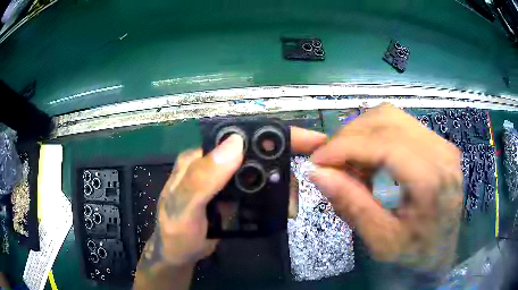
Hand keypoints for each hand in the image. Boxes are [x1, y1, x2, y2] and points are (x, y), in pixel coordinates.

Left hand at [135, 126, 326, 288]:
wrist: (177, 255)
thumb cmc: (175, 234)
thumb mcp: (183, 207)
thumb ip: (203, 178)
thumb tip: (236, 142)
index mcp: (202, 158)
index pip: (240, 137)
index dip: (273, 135)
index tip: (309, 140)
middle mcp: (216, 164)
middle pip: (257, 154)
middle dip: (283, 166)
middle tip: (297, 189)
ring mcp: (226, 182)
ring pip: (262, 173)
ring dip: (281, 186)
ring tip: (290, 206)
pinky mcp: (234, 198)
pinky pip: (260, 191)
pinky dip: (275, 197)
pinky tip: (282, 209)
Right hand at [310, 104, 462, 271]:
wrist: (443, 249)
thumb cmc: (415, 252)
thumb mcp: (381, 241)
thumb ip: (353, 206)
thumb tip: (318, 173)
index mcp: (432, 180)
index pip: (385, 144)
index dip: (346, 146)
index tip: (317, 160)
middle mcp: (441, 152)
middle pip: (387, 119)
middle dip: (350, 136)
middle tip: (332, 162)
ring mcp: (441, 143)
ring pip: (391, 115)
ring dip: (362, 133)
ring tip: (351, 162)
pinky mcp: (437, 142)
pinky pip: (399, 123)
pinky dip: (375, 135)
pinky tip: (370, 158)